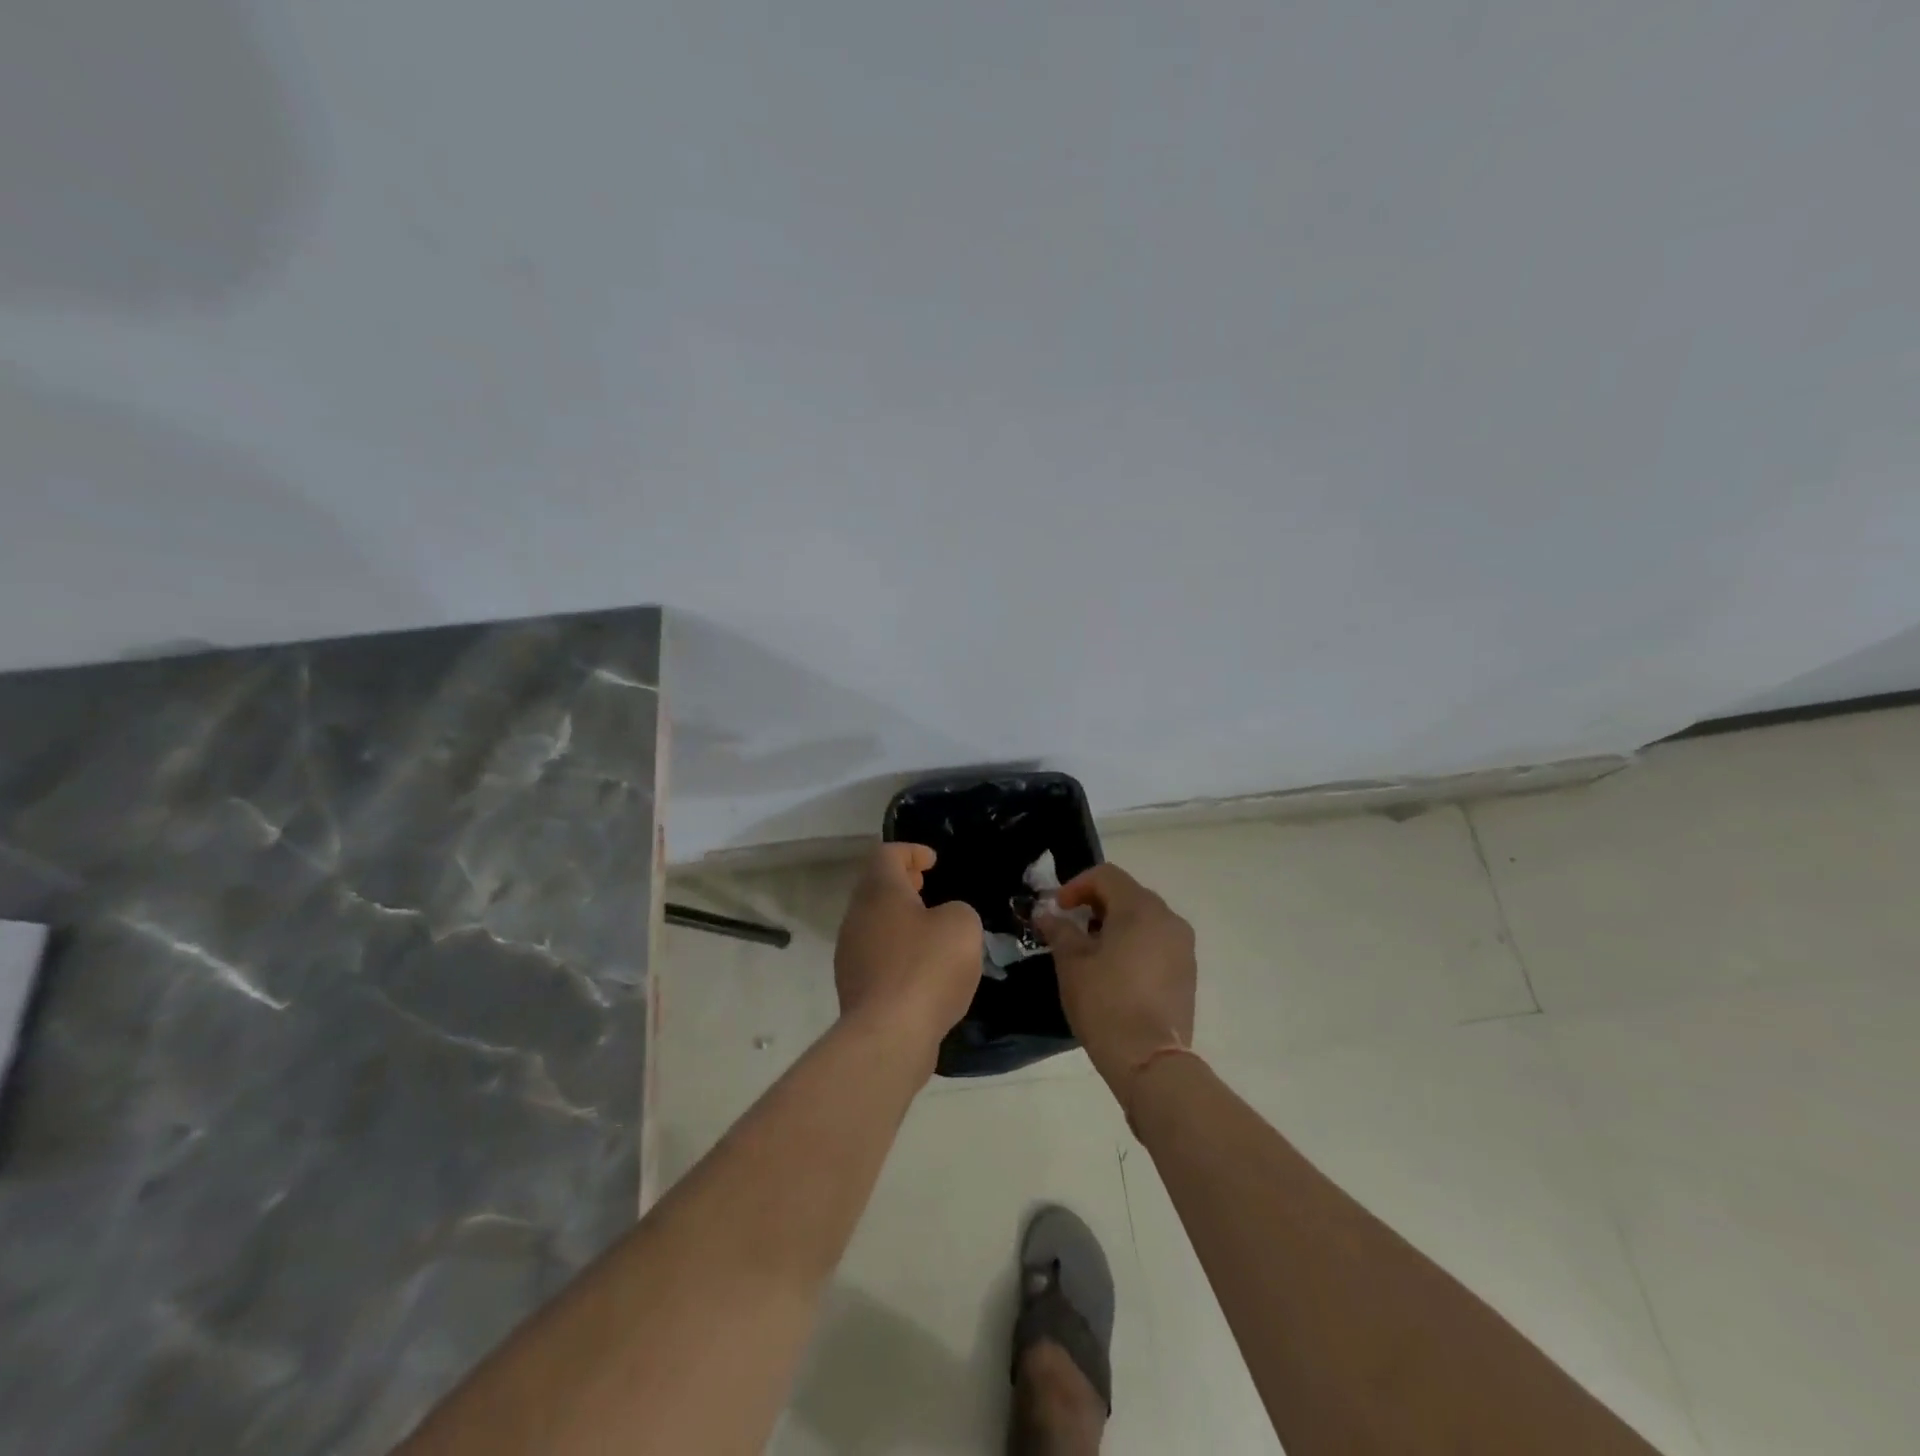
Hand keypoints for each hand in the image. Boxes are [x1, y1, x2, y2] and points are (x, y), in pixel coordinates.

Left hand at [834, 843, 983, 1055]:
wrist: (889, 1034)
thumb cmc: (927, 967)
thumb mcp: (962, 924)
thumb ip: (957, 910)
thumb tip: (943, 920)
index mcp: (879, 891)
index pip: (886, 853)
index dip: (910, 851)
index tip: (932, 861)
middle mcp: (856, 916)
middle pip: (875, 887)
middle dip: (902, 884)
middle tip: (927, 888)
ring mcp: (849, 953)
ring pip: (874, 923)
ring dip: (899, 919)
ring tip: (930, 930)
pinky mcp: (854, 986)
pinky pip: (876, 955)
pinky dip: (897, 951)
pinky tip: (922, 969)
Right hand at [1037, 863, 1196, 1097]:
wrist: (1150, 1059)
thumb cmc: (1105, 1002)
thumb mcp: (1071, 963)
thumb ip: (1059, 930)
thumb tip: (1048, 914)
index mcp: (1140, 908)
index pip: (1106, 875)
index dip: (1076, 885)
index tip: (1058, 909)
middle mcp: (1168, 919)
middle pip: (1128, 894)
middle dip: (1096, 904)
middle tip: (1072, 927)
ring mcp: (1183, 946)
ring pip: (1145, 919)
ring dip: (1116, 924)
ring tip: (1093, 951)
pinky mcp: (1187, 972)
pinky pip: (1158, 942)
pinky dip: (1135, 944)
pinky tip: (1117, 972)